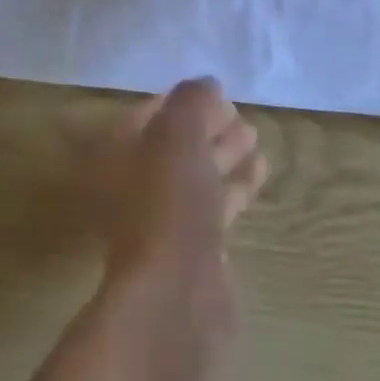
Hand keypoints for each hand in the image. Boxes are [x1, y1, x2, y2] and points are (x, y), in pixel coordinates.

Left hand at [93, 78, 267, 322]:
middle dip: (204, 125)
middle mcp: (136, 184)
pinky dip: (235, 184)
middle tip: (237, 110)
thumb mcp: (177, 137)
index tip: (212, 90)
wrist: (176, 298)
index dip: (179, 101)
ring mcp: (165, 219)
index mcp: (119, 155)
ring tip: (254, 133)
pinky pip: (215, 204)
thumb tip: (206, 82)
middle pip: (173, 145)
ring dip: (222, 152)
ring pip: (196, 174)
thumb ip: (190, 103)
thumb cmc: (168, 205)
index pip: (147, 115)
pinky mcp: (194, 249)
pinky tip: (260, 169)